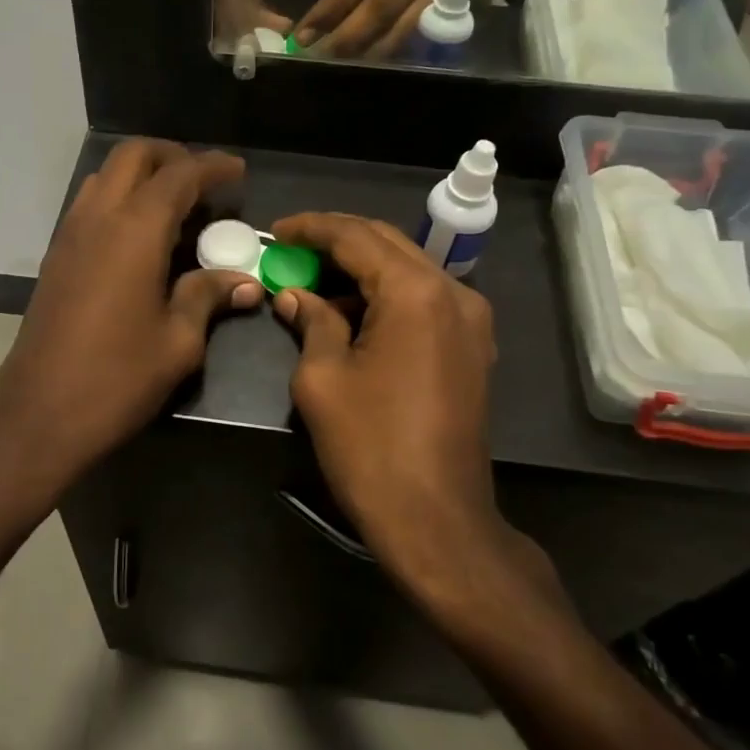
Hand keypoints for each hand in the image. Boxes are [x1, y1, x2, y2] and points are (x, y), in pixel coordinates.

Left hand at [0, 141, 260, 499]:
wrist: (38, 415)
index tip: (238, 170)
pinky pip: (90, 204)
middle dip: (172, 155)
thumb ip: (208, 297)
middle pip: (133, 156)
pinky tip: (140, 237)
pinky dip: (120, 199)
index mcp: (135, 230)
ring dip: (142, 175)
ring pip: (106, 176)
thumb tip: (246, 283)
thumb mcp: (178, 342)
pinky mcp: (55, 257)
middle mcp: (98, 217)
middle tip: (204, 180)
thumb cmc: (117, 379)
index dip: (212, 166)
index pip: (180, 174)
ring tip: (175, 206)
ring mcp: (69, 234)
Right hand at [268, 212, 507, 575]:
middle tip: (291, 250)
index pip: (356, 237)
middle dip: (336, 241)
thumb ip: (311, 322)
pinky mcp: (473, 347)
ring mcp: (471, 320)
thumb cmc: (371, 447)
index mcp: (416, 292)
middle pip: (387, 244)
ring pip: (408, 270)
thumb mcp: (323, 379)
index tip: (275, 232)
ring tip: (314, 281)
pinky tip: (352, 314)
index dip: (311, 228)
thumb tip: (294, 296)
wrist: (438, 520)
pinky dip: (386, 296)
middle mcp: (453, 292)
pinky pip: (424, 300)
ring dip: (361, 269)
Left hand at [300, 0, 475, 57]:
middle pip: (382, 7)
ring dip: (372, 51)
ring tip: (344, 65)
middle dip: (349, 38)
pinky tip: (372, 60)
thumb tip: (328, 4)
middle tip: (323, 57)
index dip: (330, 10)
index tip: (305, 35)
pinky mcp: (450, 0)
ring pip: (403, 26)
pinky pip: (418, 31)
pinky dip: (393, 48)